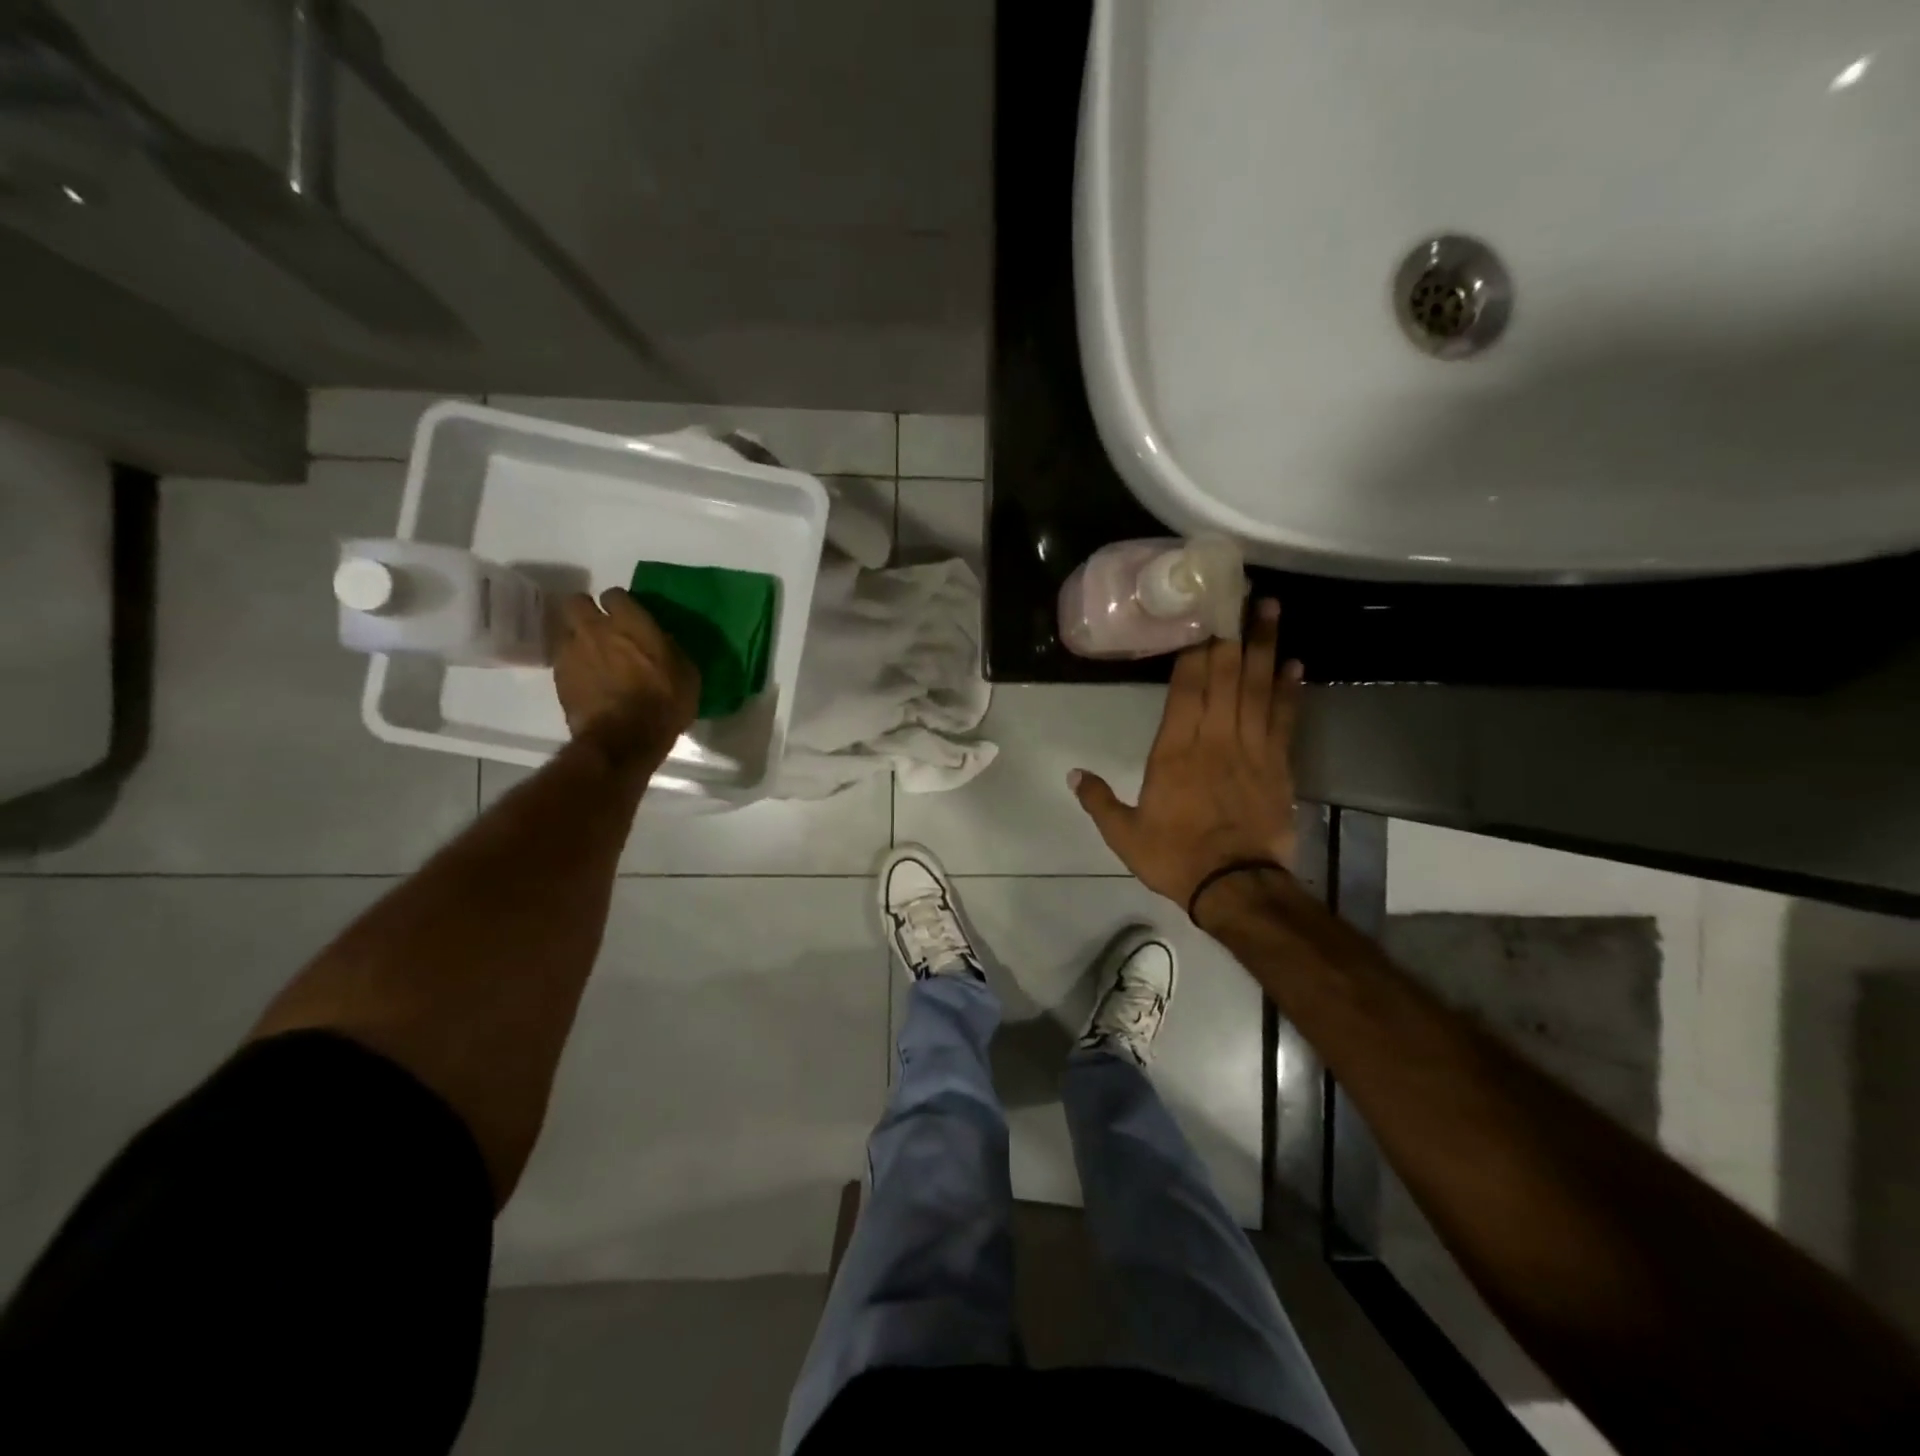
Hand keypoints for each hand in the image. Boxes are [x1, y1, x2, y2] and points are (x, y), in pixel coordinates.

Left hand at [554, 588, 700, 765]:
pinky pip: (562, 660)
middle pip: (576, 602)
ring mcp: (571, 651)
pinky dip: (572, 666)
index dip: (620, 605)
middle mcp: (595, 628)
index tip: (628, 618)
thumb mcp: (686, 673)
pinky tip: (587, 682)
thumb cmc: (664, 703)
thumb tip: (660, 641)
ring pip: (565, 630)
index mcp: (630, 622)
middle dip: (586, 611)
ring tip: (591, 657)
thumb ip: (668, 648)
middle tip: (601, 629)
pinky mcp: (558, 676)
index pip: (615, 594)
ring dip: (576, 639)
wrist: (624, 739)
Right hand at [1070, 598, 1301, 908]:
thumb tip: (1073, 774)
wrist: (1235, 886)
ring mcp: (1250, 749)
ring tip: (1273, 610)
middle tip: (1243, 592)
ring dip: (1266, 647)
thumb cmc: (1175, 857)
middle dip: (1233, 632)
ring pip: (1258, 688)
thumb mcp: (1124, 835)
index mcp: (1174, 751)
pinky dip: (1291, 690)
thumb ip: (1099, 801)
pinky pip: (1285, 719)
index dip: (1194, 649)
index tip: (1200, 615)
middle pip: (1225, 676)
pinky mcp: (1278, 765)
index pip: (1185, 689)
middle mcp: (1214, 739)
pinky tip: (1296, 665)